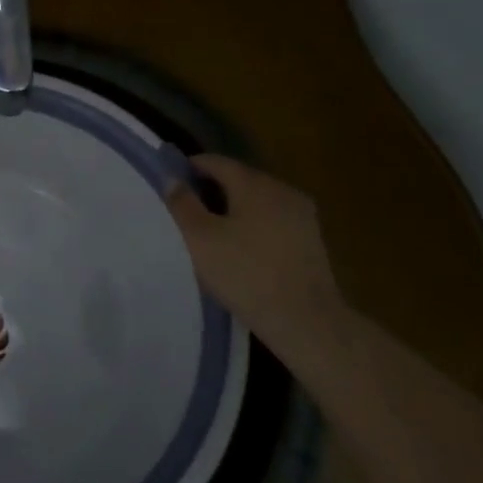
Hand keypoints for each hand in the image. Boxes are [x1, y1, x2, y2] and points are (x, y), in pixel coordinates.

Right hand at [165, 155, 344, 340]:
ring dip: (233, 208)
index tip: (171, 182)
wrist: (305, 320)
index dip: (191, 167)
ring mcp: (301, 215)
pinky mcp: (311, 239)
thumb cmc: (245, 273)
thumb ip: (182, 204)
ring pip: (258, 200)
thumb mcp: (200, 239)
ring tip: (210, 230)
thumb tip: (171, 179)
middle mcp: (282, 190)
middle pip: (239, 179)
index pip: (217, 162)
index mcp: (255, 184)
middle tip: (185, 208)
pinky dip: (253, 224)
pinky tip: (240, 247)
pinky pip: (273, 220)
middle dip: (211, 188)